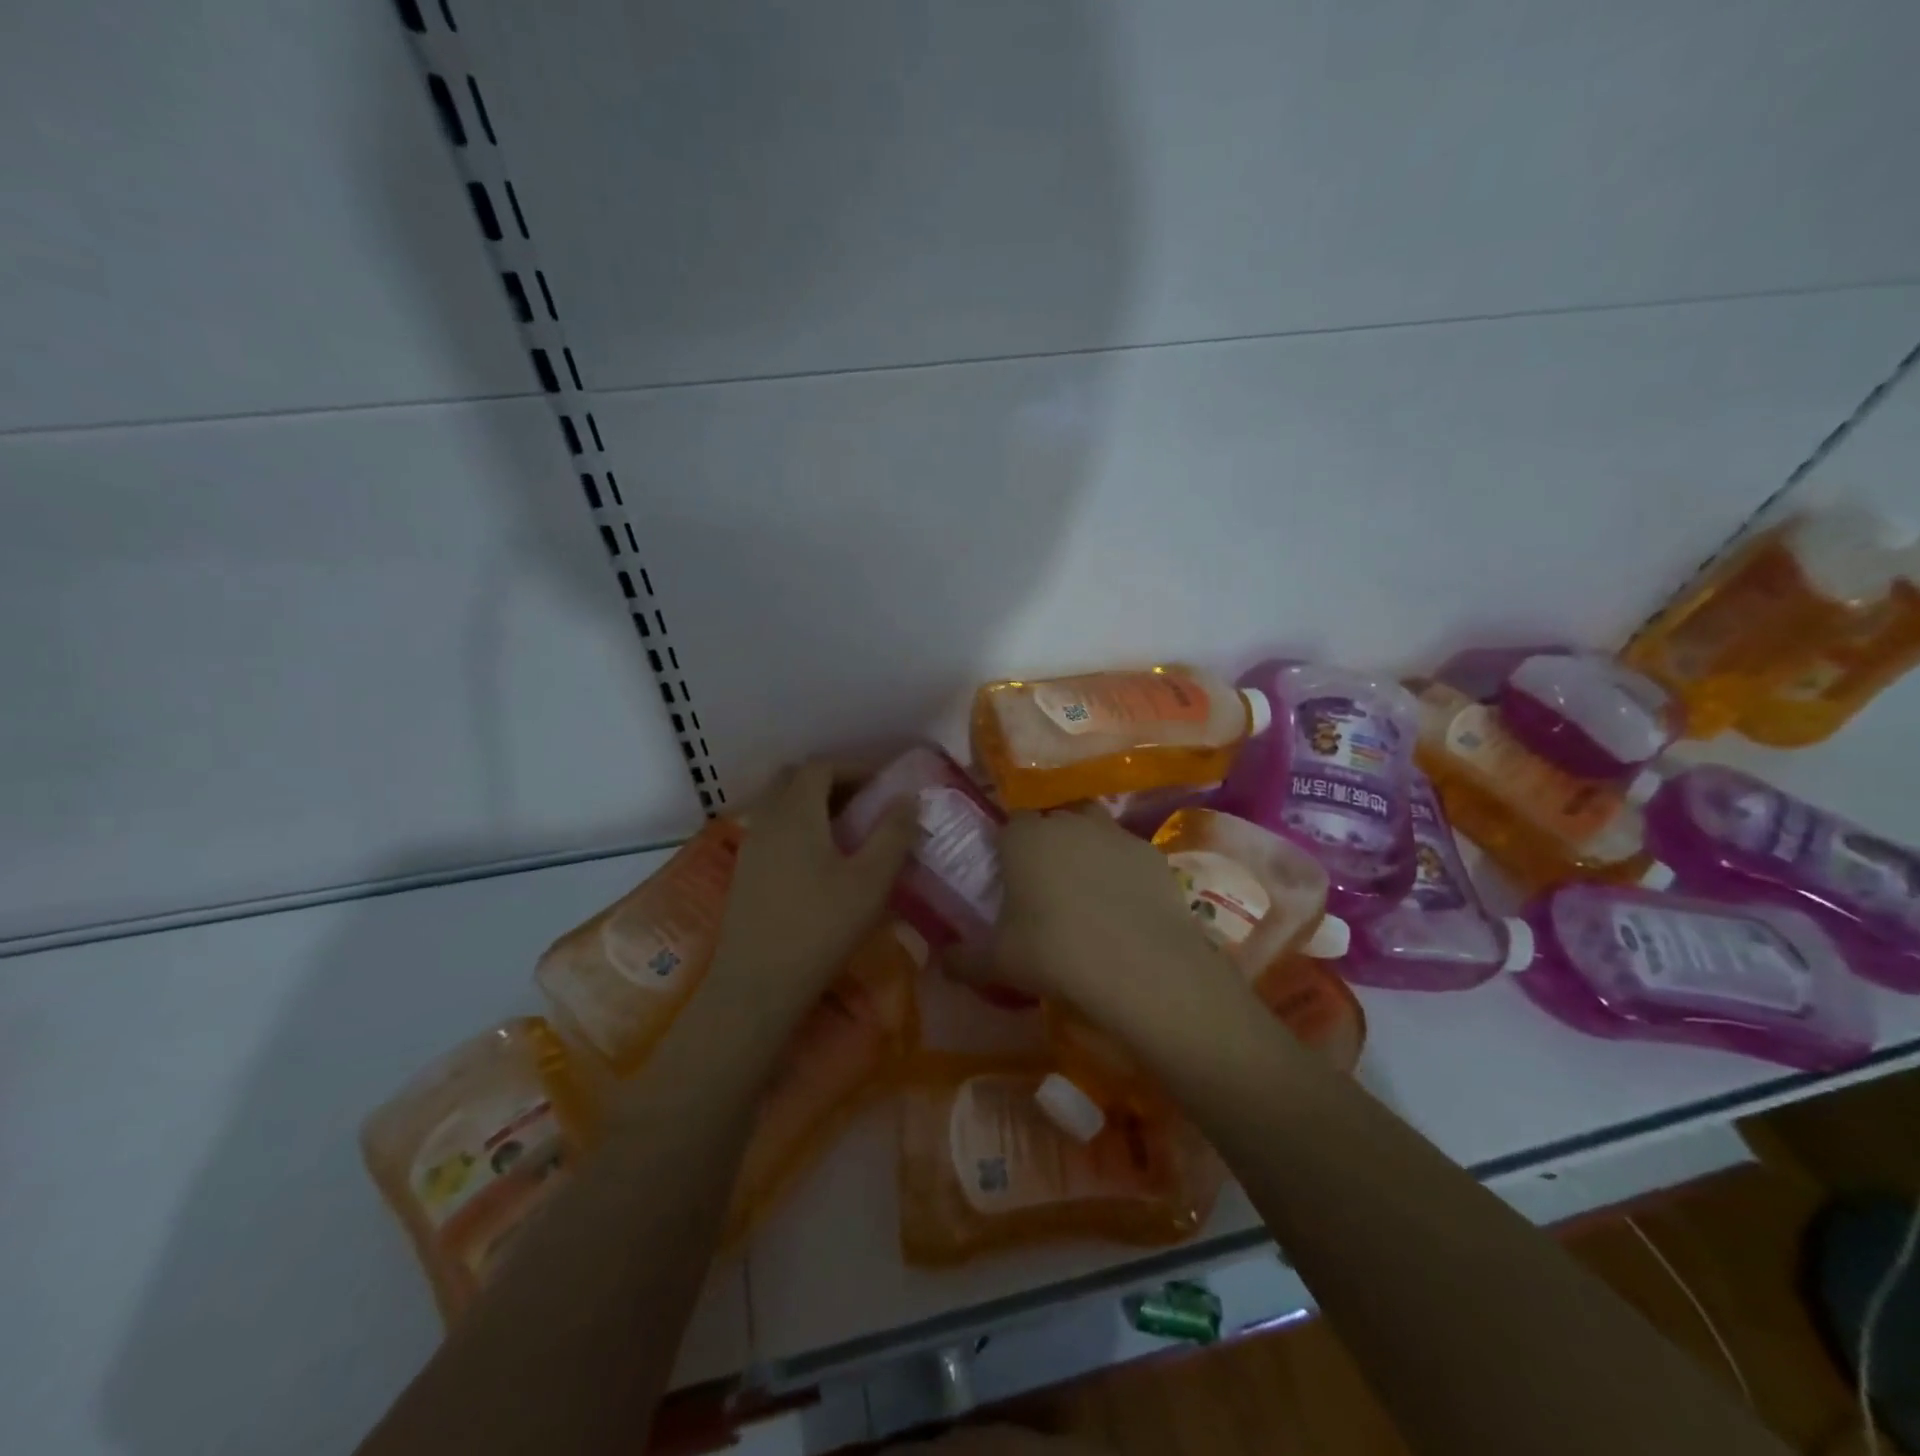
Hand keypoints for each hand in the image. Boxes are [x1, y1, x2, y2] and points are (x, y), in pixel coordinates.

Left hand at [709, 761, 917, 1015]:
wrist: (757, 984)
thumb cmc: (821, 927)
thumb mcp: (871, 881)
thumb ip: (893, 834)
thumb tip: (909, 798)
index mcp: (796, 813)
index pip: (820, 767)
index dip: (854, 768)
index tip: (882, 785)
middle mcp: (767, 820)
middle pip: (794, 780)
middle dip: (830, 781)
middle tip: (863, 803)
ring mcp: (750, 847)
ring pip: (780, 805)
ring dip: (812, 805)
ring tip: (846, 833)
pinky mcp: (744, 873)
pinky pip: (772, 831)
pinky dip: (797, 828)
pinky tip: (819, 862)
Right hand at [969, 806, 1247, 1034]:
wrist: (1141, 969)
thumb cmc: (1054, 955)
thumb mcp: (997, 964)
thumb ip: (963, 958)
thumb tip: (942, 959)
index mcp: (1024, 838)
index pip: (1010, 821)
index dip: (1009, 843)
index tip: (1009, 872)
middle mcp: (1068, 822)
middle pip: (1052, 819)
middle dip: (1047, 841)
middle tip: (1045, 881)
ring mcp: (1114, 833)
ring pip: (1092, 827)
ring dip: (1086, 847)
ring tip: (1085, 887)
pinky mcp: (1151, 853)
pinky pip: (1126, 853)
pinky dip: (1121, 869)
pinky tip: (1123, 904)